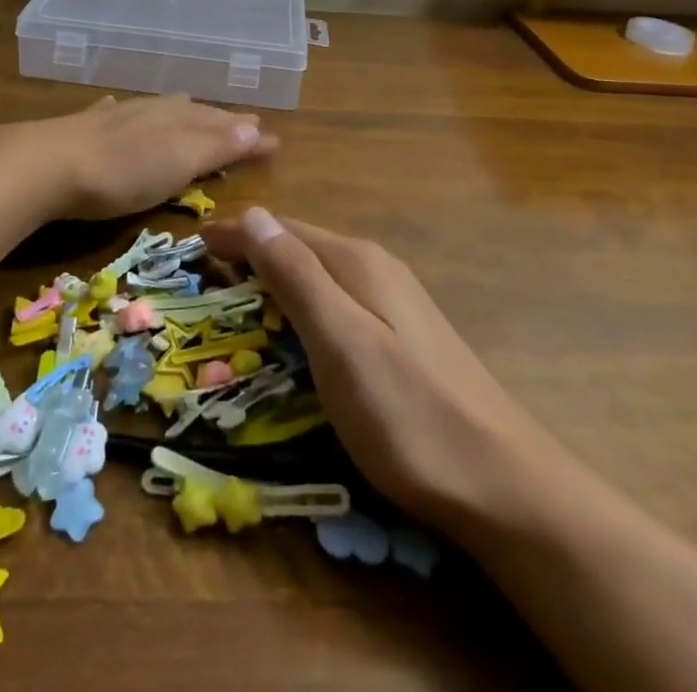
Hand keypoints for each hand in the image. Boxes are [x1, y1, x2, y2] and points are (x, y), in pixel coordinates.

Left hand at [0, 94, 279, 223]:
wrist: (48, 165)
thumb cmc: (123, 171)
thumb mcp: (179, 161)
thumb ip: (216, 145)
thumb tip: (258, 128)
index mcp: (178, 119)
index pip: (224, 124)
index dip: (248, 134)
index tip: (274, 141)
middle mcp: (152, 111)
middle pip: (194, 112)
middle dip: (220, 119)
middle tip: (244, 123)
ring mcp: (116, 117)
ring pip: (158, 109)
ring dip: (181, 113)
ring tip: (192, 107)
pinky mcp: (84, 129)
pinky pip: (115, 113)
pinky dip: (127, 113)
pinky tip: (118, 107)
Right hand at [200, 208, 550, 528]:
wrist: (502, 484)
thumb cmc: (407, 413)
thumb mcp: (340, 340)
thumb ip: (296, 274)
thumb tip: (254, 213)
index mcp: (357, 262)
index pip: (281, 230)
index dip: (236, 233)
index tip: (193, 242)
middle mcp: (376, 268)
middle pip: (301, 246)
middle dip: (253, 251)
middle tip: (208, 271)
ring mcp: (395, 301)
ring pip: (320, 272)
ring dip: (276, 275)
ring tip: (240, 292)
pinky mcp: (404, 334)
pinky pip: (337, 298)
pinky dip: (303, 301)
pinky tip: (298, 326)